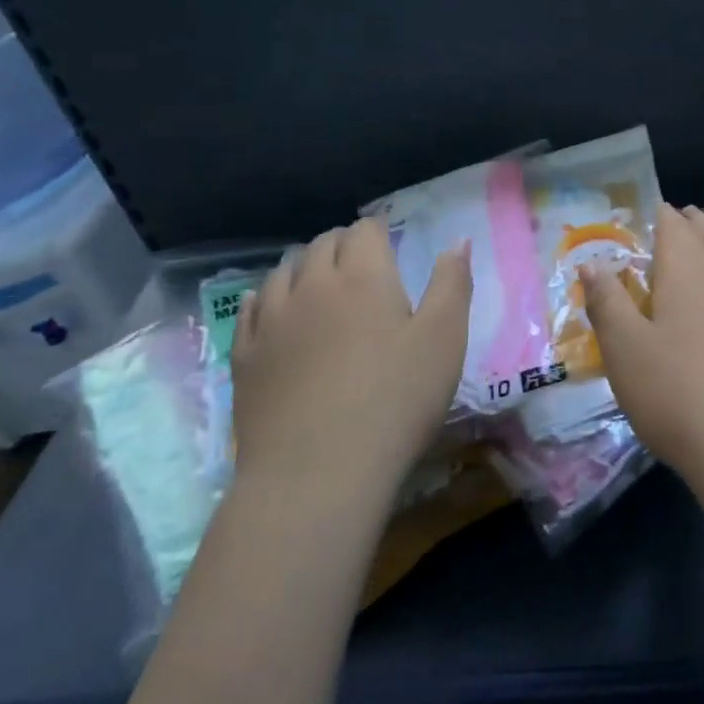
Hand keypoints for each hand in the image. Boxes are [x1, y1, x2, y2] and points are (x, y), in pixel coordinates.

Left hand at [232, 218, 470, 491]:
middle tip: (361, 266)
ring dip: (304, 267)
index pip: (364, 230)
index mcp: (363, 275)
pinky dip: (265, 297)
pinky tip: (272, 308)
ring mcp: (272, 320)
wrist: (318, 473)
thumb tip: (457, 240)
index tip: (389, 248)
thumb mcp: (444, 339)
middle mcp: (312, 284)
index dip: (378, 233)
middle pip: (322, 244)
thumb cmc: (395, 400)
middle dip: (343, 245)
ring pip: (283, 271)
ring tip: (319, 284)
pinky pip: (250, 309)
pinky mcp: (246, 357)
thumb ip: (453, 283)